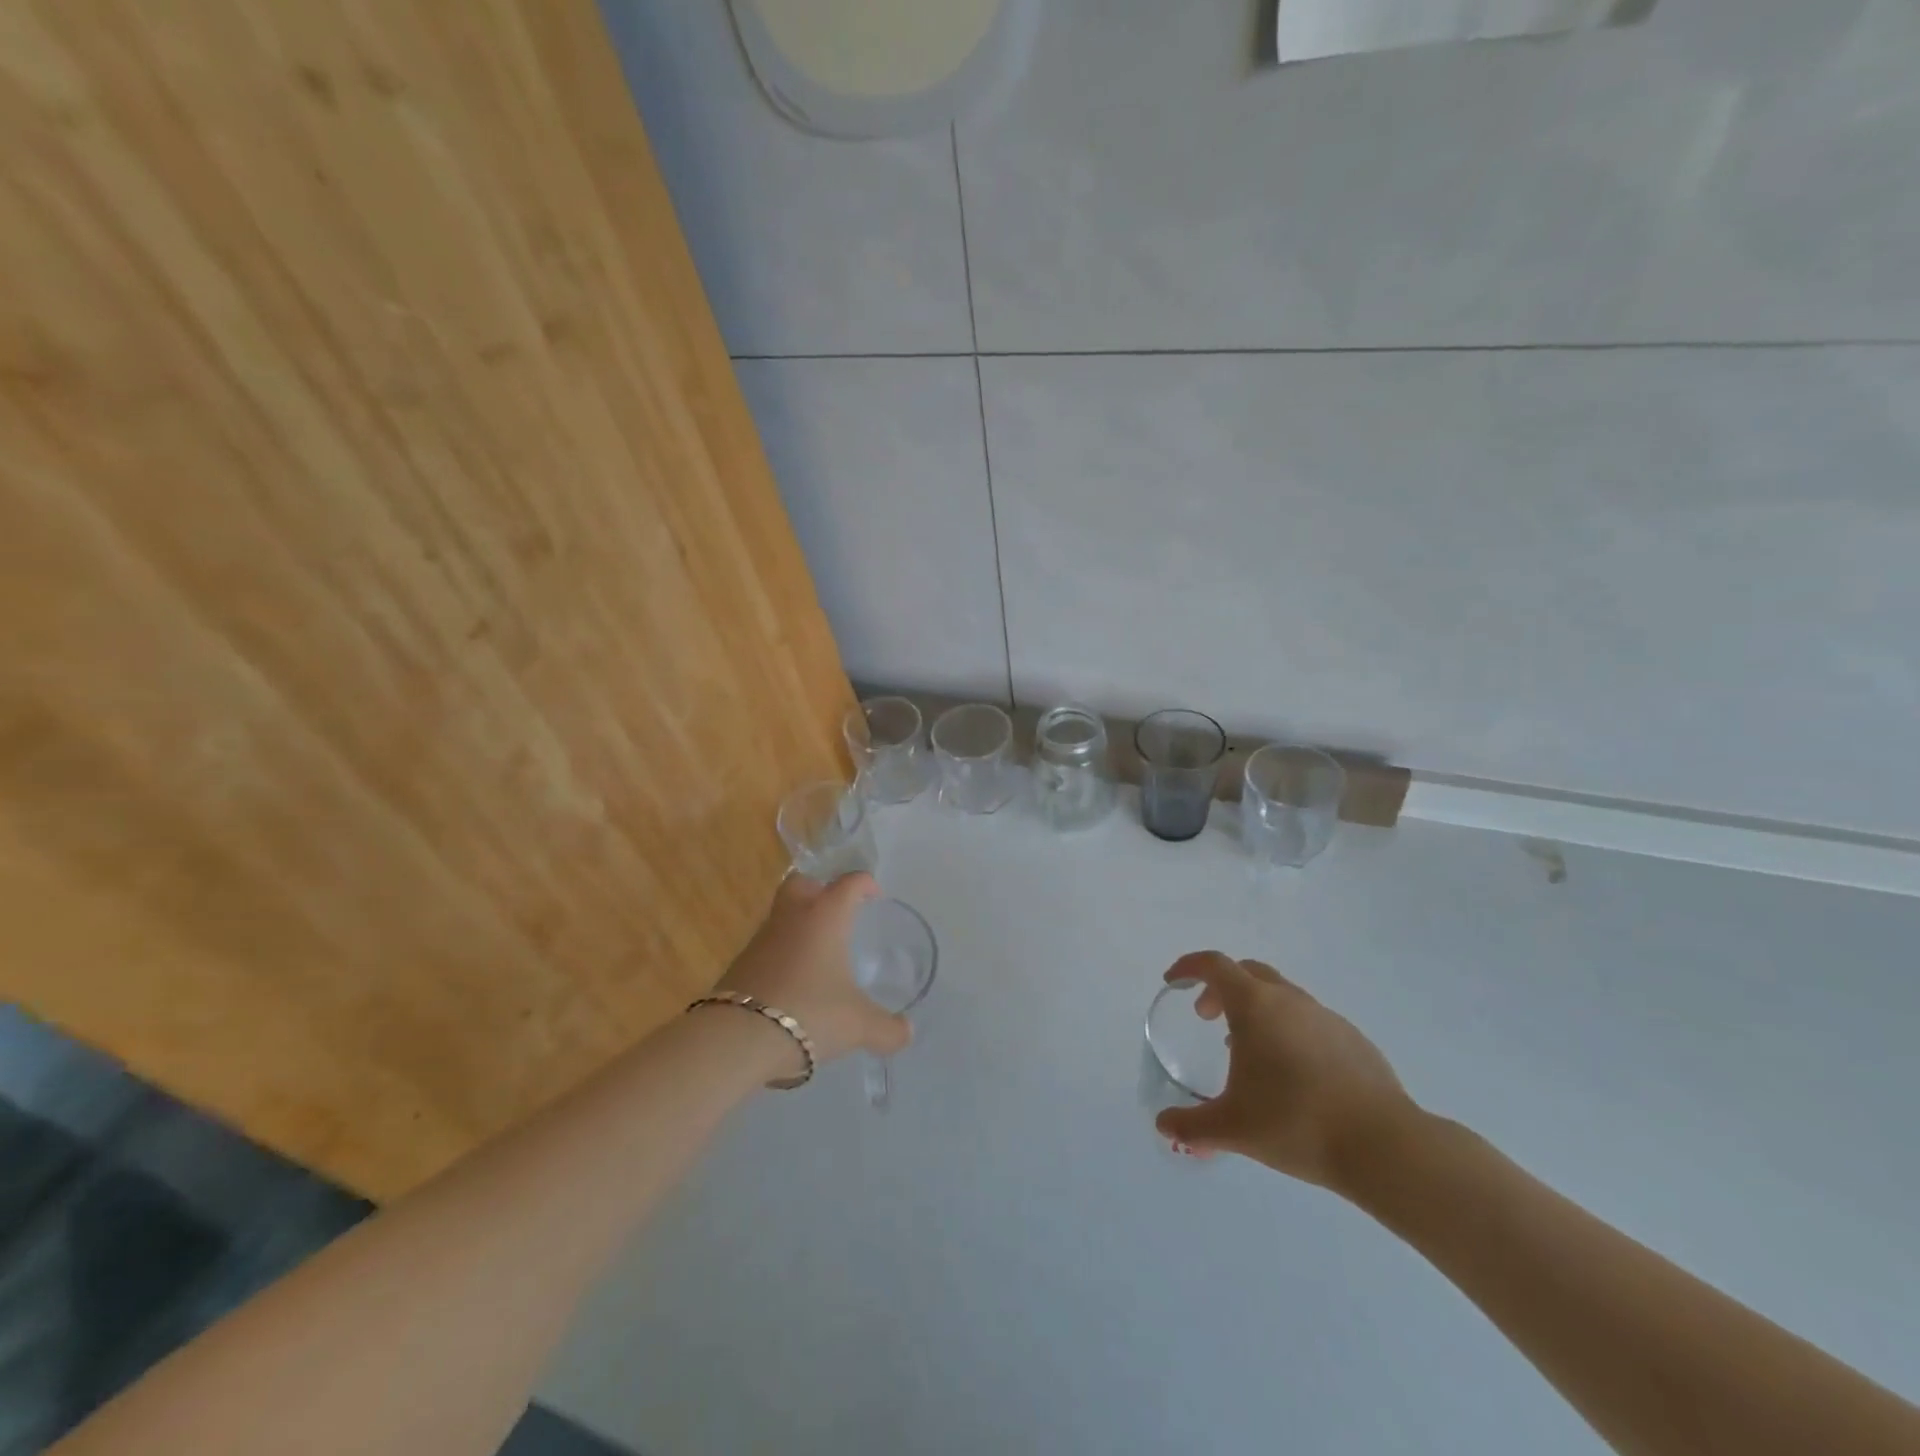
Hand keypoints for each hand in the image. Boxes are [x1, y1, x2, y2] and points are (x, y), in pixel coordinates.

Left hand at [714, 872, 911, 1080]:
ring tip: (819, 955)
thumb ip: (887, 1029)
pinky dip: (782, 956)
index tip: (875, 895)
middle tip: (837, 912)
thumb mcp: (859, 1025)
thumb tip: (907, 1033)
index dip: (865, 884)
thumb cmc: (809, 1013)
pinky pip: (767, 947)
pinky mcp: (740, 964)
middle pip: (802, 883)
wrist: (737, 1038)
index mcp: (825, 916)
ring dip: (799, 926)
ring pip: (782, 916)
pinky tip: (795, 983)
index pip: (849, 883)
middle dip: (820, 889)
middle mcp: (792, 917)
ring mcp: (761, 939)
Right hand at [1154, 951, 1415, 1192]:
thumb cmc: (1295, 1123)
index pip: (1214, 965)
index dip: (1189, 967)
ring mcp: (1326, 1017)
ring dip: (1257, 1011)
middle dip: (1221, 988)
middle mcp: (1289, 999)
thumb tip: (1164, 1126)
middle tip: (1207, 1018)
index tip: (1174, 982)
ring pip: (1281, 996)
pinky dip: (1289, 1031)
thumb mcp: (1232, 1128)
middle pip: (1247, 972)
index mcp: (1255, 1005)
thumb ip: (1192, 1126)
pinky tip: (1293, 1074)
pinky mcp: (1354, 1039)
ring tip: (1249, 1053)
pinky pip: (1309, 1021)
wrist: (1383, 1145)